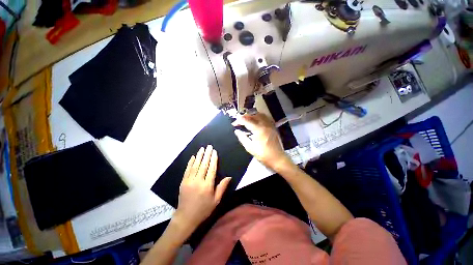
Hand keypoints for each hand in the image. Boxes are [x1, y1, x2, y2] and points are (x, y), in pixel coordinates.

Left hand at [173, 145, 230, 233]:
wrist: (186, 217)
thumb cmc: (204, 209)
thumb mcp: (216, 200)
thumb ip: (222, 187)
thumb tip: (229, 177)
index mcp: (207, 186)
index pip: (212, 169)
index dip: (213, 160)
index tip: (214, 152)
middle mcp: (198, 181)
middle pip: (203, 165)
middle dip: (207, 155)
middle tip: (209, 146)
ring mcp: (189, 181)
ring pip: (195, 166)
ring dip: (199, 156)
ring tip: (202, 149)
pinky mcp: (183, 182)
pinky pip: (187, 170)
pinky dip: (190, 162)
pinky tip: (193, 157)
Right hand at [233, 113, 289, 169]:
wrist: (277, 158)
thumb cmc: (262, 154)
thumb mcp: (250, 147)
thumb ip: (242, 138)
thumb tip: (237, 131)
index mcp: (258, 130)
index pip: (247, 121)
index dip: (239, 121)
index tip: (234, 123)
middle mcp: (265, 125)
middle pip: (254, 115)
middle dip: (246, 116)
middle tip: (240, 119)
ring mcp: (270, 126)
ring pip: (261, 115)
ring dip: (253, 115)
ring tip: (247, 119)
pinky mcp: (273, 128)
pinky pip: (266, 119)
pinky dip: (260, 117)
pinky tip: (257, 121)